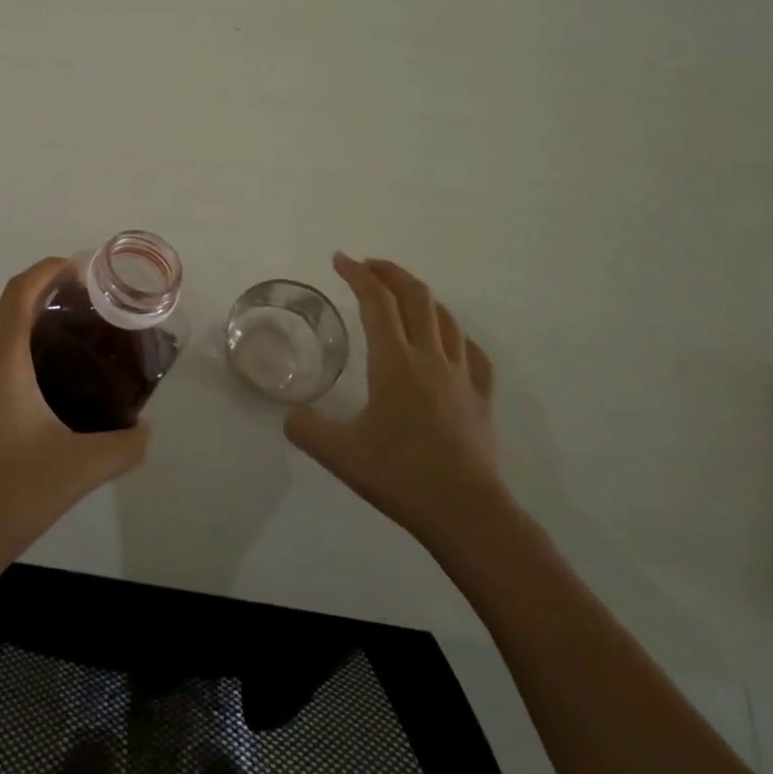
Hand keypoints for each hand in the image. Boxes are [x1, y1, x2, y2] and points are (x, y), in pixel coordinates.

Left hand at [0, 257, 149, 602]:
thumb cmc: (9, 499)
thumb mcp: (81, 470)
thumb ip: (126, 445)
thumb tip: (147, 430)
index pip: (21, 291)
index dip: (48, 270)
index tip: (77, 267)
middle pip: (5, 320)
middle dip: (41, 315)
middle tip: (80, 332)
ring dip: (16, 350)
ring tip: (51, 374)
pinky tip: (12, 416)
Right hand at [285, 253, 503, 548]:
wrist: (466, 514)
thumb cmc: (401, 476)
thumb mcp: (339, 455)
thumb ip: (307, 430)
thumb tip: (291, 417)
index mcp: (394, 363)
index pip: (376, 302)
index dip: (357, 274)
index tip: (340, 259)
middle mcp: (430, 358)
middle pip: (416, 297)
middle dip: (391, 273)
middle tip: (369, 266)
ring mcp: (462, 377)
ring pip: (447, 319)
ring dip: (422, 297)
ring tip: (403, 297)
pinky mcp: (481, 399)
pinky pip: (473, 353)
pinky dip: (456, 336)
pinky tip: (449, 343)